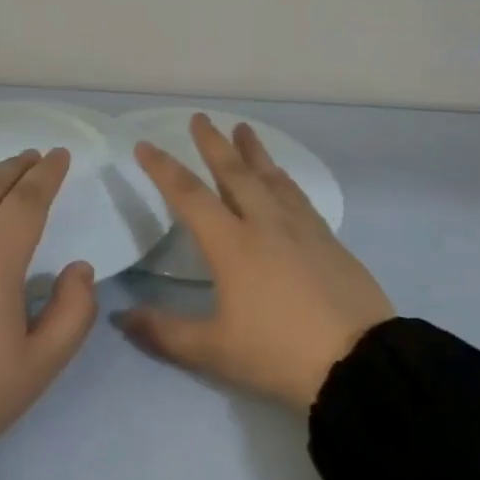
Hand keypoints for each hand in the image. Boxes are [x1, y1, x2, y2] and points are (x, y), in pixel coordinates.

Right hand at [122, 116, 392, 409]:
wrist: (358, 362)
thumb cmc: (278, 354)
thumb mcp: (214, 351)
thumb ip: (164, 331)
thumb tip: (121, 317)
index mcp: (232, 245)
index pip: (189, 196)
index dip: (163, 169)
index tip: (146, 145)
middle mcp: (265, 224)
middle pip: (234, 173)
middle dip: (213, 144)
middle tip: (200, 118)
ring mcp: (301, 229)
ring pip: (271, 177)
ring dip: (253, 151)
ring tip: (243, 129)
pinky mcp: (328, 240)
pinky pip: (298, 196)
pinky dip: (284, 178)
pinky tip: (283, 177)